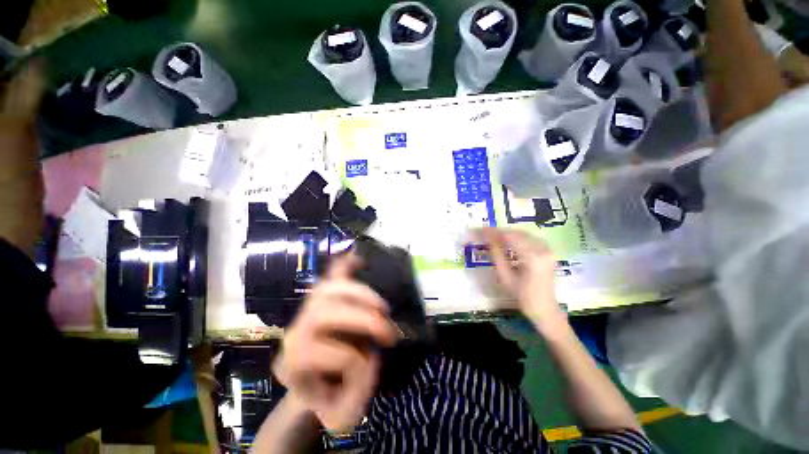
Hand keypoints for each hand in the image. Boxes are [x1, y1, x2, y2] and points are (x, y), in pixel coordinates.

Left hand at [272, 254, 398, 431]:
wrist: (316, 386)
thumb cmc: (330, 399)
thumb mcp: (344, 414)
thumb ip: (358, 390)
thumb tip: (371, 353)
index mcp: (292, 365)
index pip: (316, 353)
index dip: (350, 359)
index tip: (373, 366)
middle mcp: (295, 332)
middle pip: (323, 312)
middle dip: (361, 319)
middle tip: (388, 328)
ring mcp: (306, 311)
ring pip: (328, 289)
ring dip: (359, 293)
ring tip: (381, 305)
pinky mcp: (320, 300)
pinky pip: (330, 276)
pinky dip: (344, 265)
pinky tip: (357, 258)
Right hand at [475, 228, 567, 334]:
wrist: (545, 309)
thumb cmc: (523, 297)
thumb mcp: (505, 277)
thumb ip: (496, 255)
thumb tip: (487, 239)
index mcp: (532, 257)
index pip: (508, 237)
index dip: (492, 232)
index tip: (479, 231)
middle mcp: (542, 249)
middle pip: (516, 233)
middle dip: (498, 232)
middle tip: (483, 232)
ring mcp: (547, 249)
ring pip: (522, 234)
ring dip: (506, 233)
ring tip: (491, 236)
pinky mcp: (547, 252)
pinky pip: (529, 238)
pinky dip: (516, 237)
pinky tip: (506, 240)